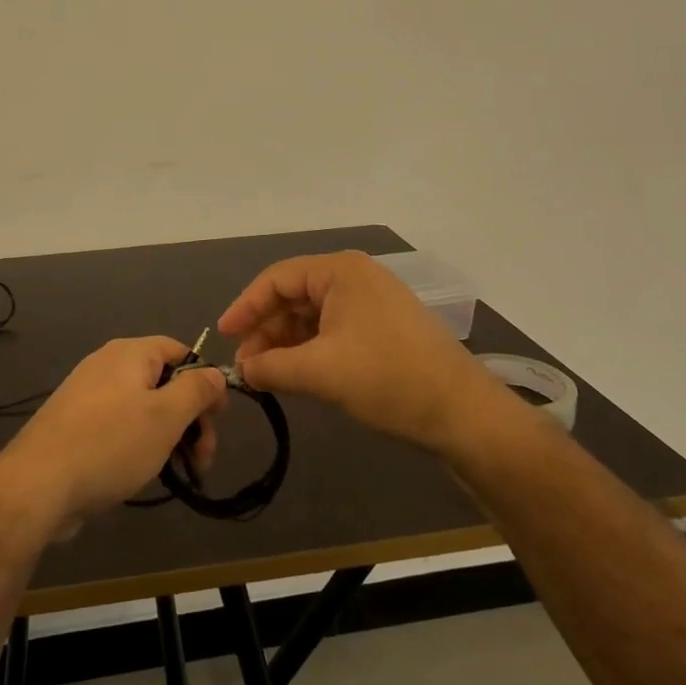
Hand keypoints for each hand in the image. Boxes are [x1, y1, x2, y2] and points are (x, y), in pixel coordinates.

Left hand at [0, 337, 226, 528]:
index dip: (205, 382)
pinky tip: (141, 472)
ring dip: (168, 435)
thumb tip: (215, 373)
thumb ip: (197, 390)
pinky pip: (119, 425)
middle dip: (190, 418)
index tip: (217, 420)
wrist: (37, 485)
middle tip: (202, 459)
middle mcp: (107, 365)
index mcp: (130, 353)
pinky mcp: (74, 425)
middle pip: (164, 381)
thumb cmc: (111, 443)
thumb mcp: (166, 416)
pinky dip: (138, 444)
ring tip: (178, 472)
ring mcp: (87, 395)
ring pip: (143, 407)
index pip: (181, 351)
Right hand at [218, 251, 496, 455]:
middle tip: (246, 366)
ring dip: (286, 344)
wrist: (462, 412)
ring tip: (267, 376)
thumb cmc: (387, 378)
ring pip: (312, 317)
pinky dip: (310, 351)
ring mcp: (372, 304)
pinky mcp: (383, 329)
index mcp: (340, 272)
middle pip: (294, 297)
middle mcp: (355, 278)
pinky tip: (297, 376)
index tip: (222, 337)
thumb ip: (271, 367)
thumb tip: (241, 371)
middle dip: (266, 330)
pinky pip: (333, 331)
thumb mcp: (320, 372)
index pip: (277, 279)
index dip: (245, 307)